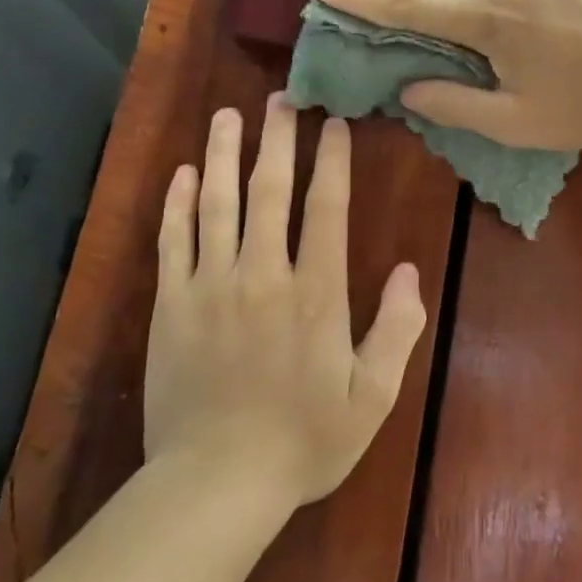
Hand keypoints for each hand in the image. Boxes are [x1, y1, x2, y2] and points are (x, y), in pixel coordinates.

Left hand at [144, 98, 425, 504]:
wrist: (216, 483)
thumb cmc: (304, 441)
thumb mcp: (373, 396)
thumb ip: (397, 330)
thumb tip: (410, 272)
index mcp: (316, 293)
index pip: (326, 209)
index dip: (331, 161)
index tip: (333, 124)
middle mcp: (263, 275)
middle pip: (270, 191)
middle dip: (277, 140)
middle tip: (280, 98)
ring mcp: (211, 287)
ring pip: (217, 204)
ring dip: (223, 156)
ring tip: (227, 116)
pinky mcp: (171, 306)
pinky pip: (173, 241)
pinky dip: (177, 204)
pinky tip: (181, 175)